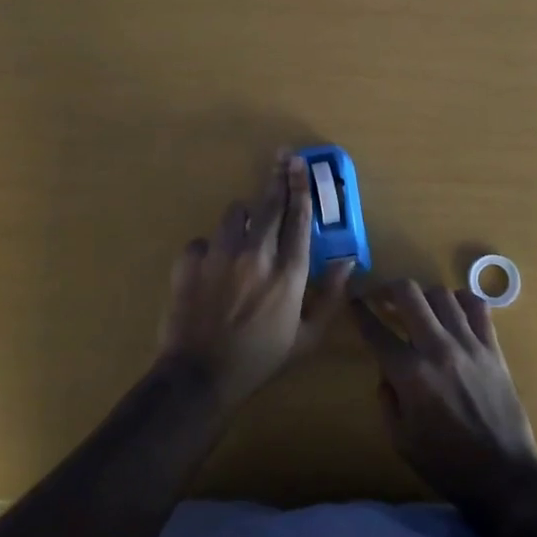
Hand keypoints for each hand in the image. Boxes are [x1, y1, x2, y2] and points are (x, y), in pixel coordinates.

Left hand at [159, 155, 356, 411]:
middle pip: (269, 204)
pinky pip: (203, 240)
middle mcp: (256, 253)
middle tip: (282, 158)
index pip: (299, 217)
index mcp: (288, 272)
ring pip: (234, 213)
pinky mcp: (189, 260)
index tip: (301, 164)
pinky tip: (211, 269)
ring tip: (243, 234)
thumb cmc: (260, 360)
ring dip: (243, 219)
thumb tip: (347, 260)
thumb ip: (331, 296)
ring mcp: (220, 254)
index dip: (301, 187)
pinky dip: (210, 250)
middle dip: (277, 178)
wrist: (199, 377)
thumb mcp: (307, 338)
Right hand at [353, 279, 536, 510]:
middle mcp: (437, 348)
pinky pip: (477, 306)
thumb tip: (387, 370)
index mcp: (410, 374)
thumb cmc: (446, 464)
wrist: (504, 477)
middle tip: (382, 298)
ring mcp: (469, 344)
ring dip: (423, 296)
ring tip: (419, 308)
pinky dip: (461, 300)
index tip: (353, 300)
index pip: (375, 330)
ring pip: (441, 293)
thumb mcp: (400, 439)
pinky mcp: (493, 347)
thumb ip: (387, 398)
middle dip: (388, 289)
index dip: (359, 311)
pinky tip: (453, 310)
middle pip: (408, 294)